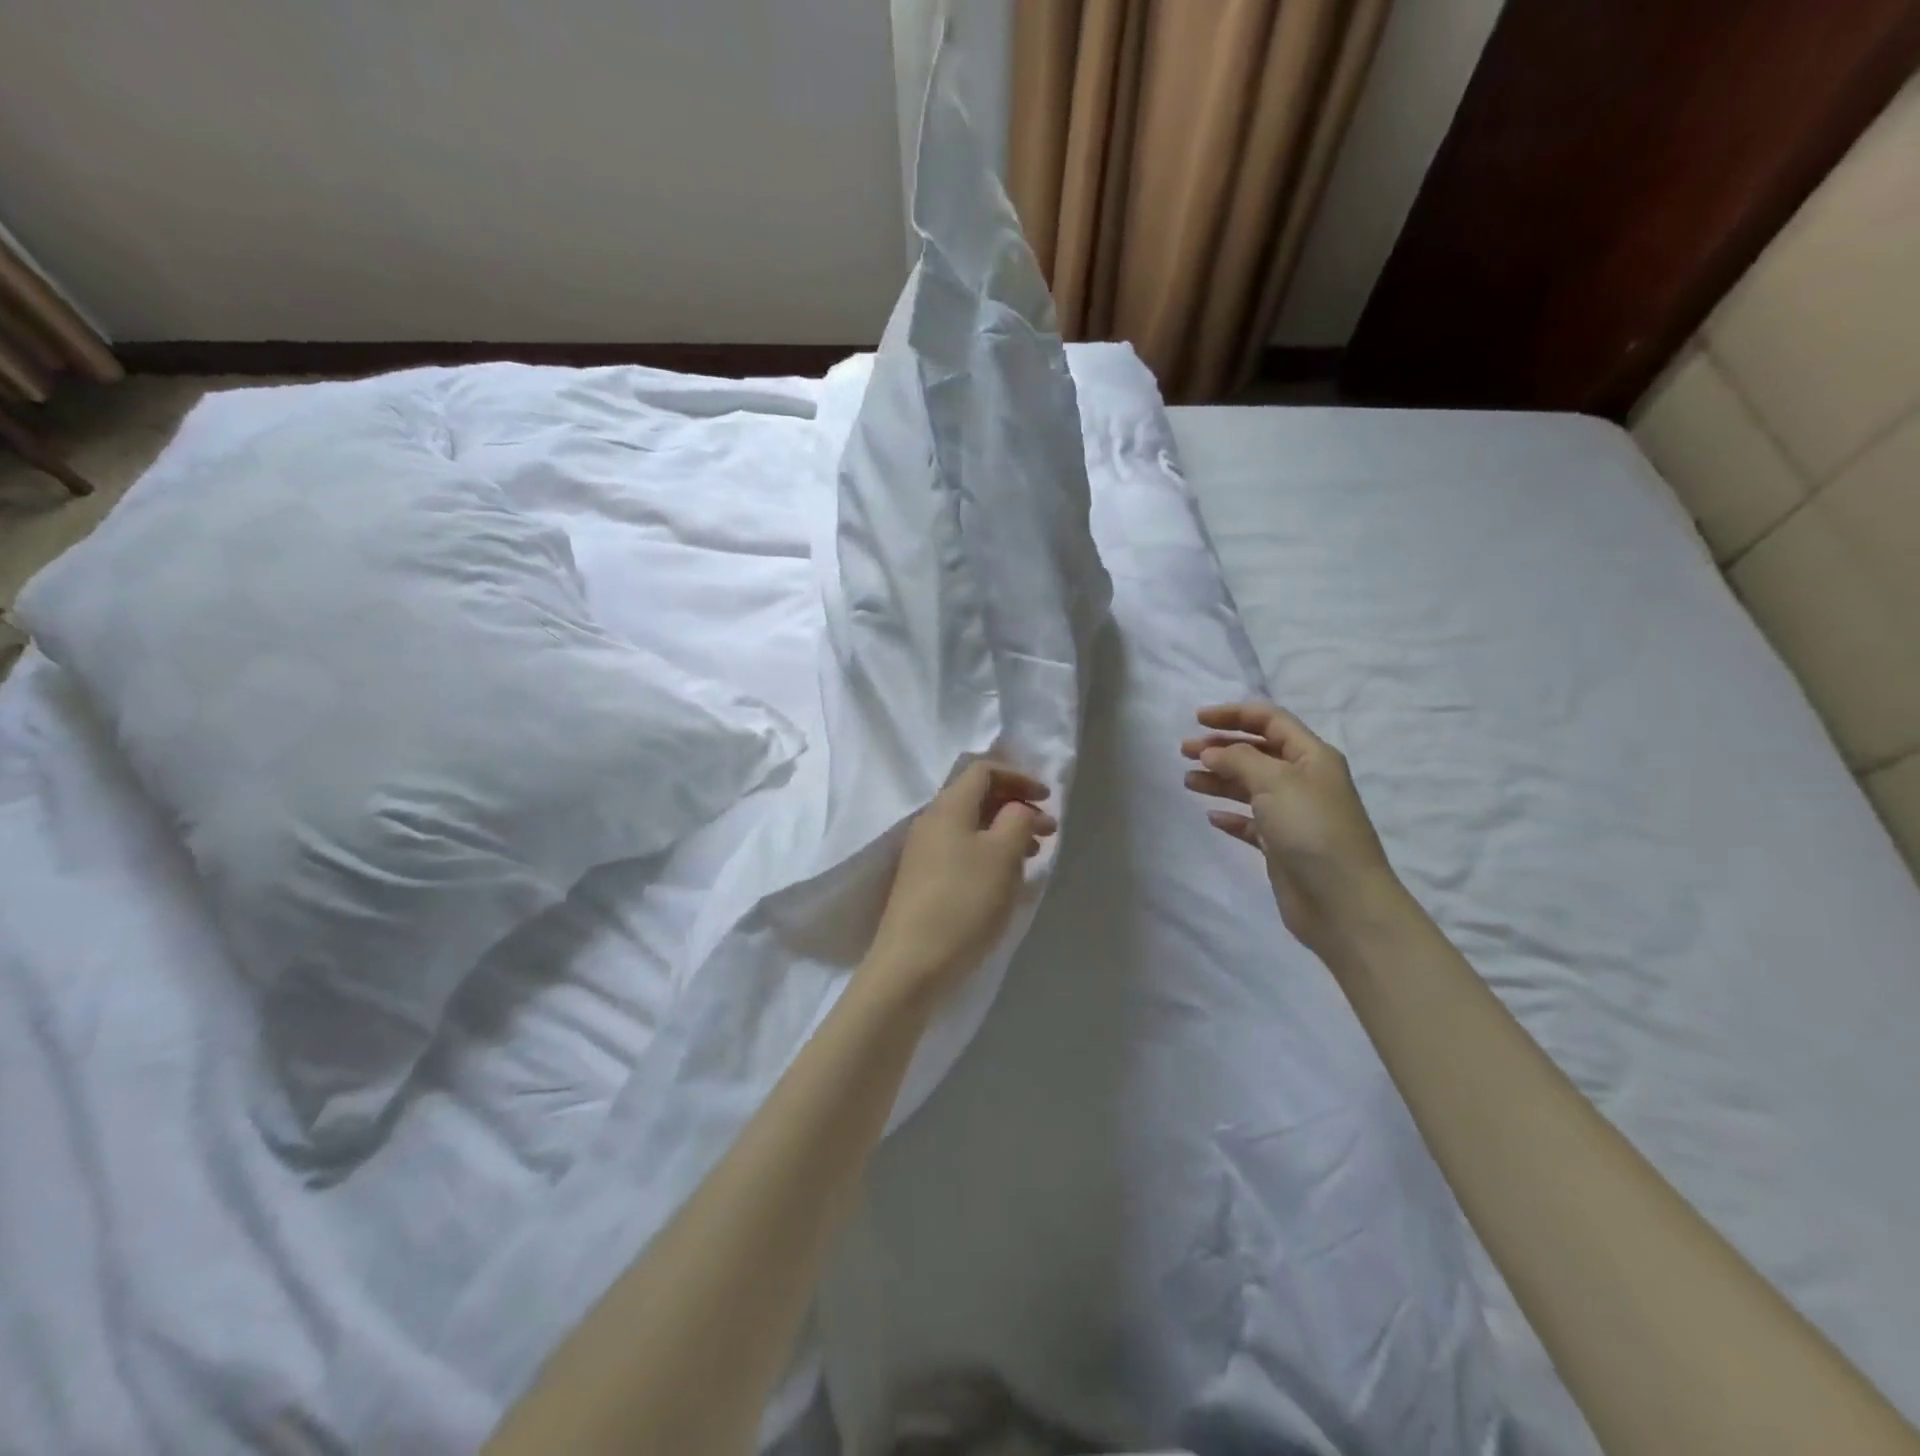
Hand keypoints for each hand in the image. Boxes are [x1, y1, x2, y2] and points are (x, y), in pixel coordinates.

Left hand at [862, 760, 1056, 1005]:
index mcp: (948, 807)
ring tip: (1035, 854)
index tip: (1047, 798)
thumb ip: (1017, 819)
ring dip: (1006, 831)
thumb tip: (1018, 809)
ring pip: (972, 826)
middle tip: (1049, 830)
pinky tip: (1008, 878)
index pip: (983, 770)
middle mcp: (931, 822)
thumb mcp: (1002, 854)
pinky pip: (963, 851)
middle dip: (1016, 806)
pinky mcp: (924, 881)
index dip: (1019, 777)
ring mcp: (924, 853)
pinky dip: (990, 853)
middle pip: (977, 797)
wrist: (913, 963)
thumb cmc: (964, 901)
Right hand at [1182, 703, 1405, 953]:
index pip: (1270, 721)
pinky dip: (1230, 815)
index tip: (1196, 719)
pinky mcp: (1281, 845)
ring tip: (1188, 781)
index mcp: (1311, 756)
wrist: (1342, 901)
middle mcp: (1303, 780)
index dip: (1234, 714)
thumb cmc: (1312, 829)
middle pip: (1257, 752)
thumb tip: (1212, 752)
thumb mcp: (1275, 781)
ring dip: (1219, 779)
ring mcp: (1293, 814)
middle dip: (1220, 747)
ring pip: (1249, 786)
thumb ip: (1239, 759)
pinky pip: (1250, 822)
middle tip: (1184, 752)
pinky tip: (1211, 816)